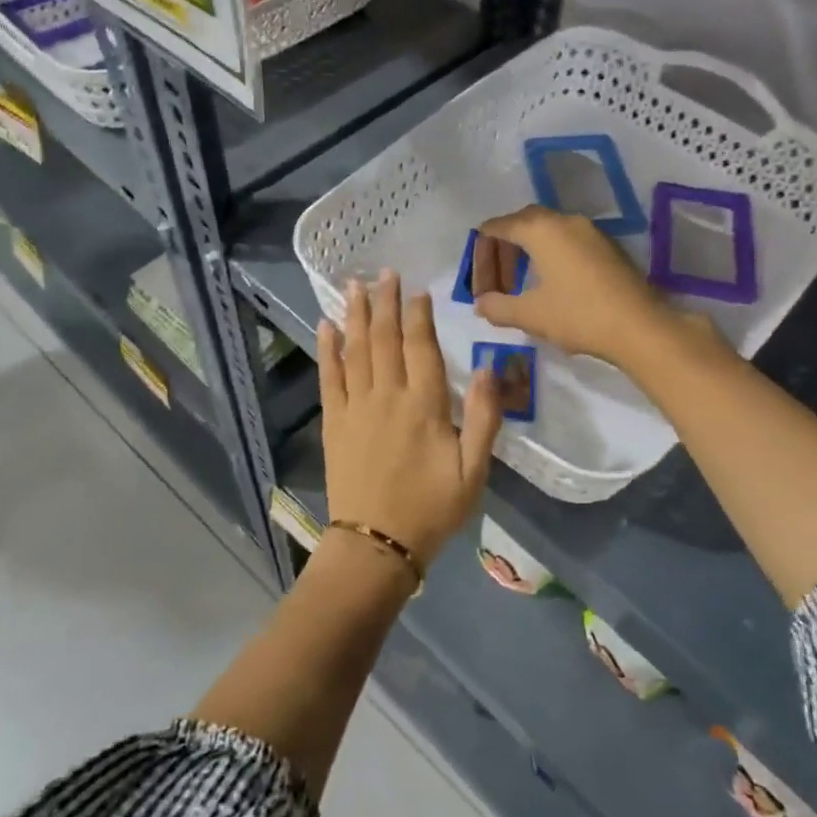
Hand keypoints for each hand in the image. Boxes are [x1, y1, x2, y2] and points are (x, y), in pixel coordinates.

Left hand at [320, 271, 502, 564]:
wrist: (377, 543)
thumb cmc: (431, 508)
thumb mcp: (473, 471)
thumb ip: (484, 418)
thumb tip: (490, 369)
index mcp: (424, 405)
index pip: (421, 347)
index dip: (420, 315)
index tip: (418, 290)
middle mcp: (387, 396)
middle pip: (386, 338)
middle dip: (386, 302)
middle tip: (384, 272)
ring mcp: (355, 406)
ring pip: (356, 349)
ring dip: (356, 315)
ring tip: (354, 285)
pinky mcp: (333, 421)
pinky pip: (329, 376)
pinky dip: (327, 349)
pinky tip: (326, 326)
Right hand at [472, 206, 678, 367]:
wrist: (640, 327)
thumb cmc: (578, 315)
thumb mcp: (530, 315)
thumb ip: (498, 307)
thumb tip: (480, 304)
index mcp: (540, 229)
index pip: (497, 227)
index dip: (480, 252)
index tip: (478, 281)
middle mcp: (565, 221)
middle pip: (522, 223)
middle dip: (503, 250)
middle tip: (497, 282)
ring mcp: (590, 232)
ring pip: (548, 232)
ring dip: (528, 253)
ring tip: (520, 286)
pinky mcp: (608, 247)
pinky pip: (568, 241)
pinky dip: (550, 256)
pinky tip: (551, 286)